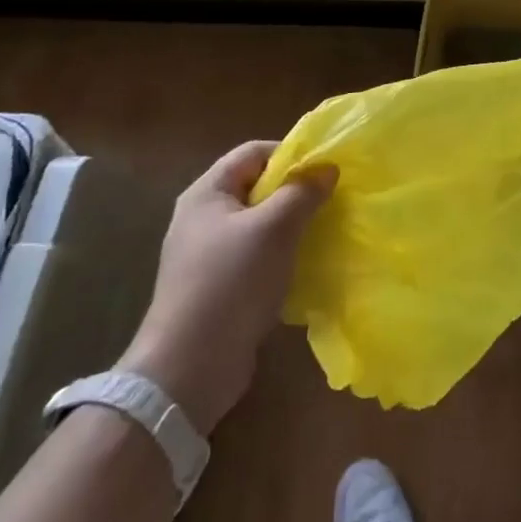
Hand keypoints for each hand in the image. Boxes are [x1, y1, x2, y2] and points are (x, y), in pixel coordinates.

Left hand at [119, 141, 335, 435]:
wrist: (189, 369)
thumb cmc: (231, 282)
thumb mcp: (275, 228)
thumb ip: (302, 192)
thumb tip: (327, 168)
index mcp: (207, 193)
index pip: (252, 152)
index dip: (290, 153)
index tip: (325, 168)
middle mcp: (202, 218)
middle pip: (256, 188)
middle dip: (294, 191)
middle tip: (331, 199)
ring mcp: (207, 256)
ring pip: (258, 225)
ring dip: (291, 226)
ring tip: (324, 232)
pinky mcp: (216, 288)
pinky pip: (255, 258)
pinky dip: (280, 257)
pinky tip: (303, 268)